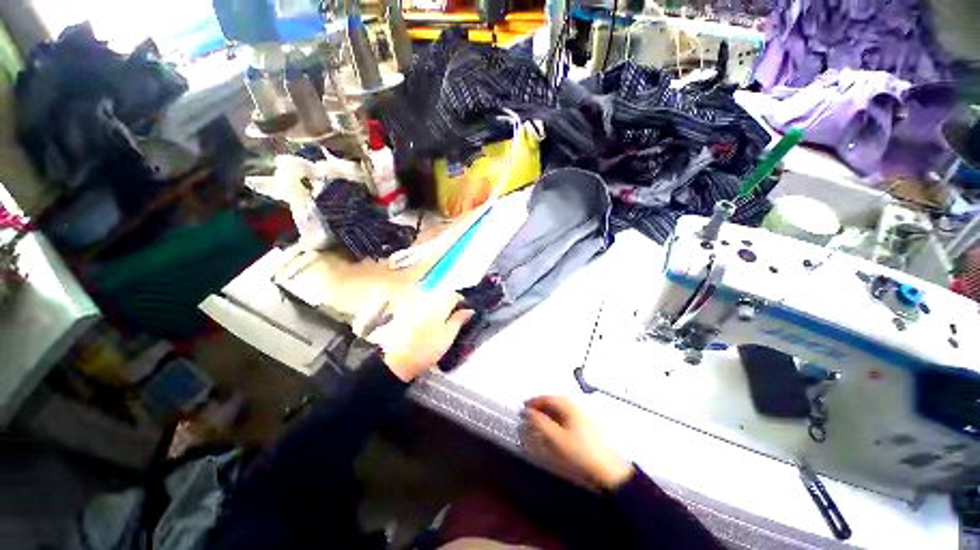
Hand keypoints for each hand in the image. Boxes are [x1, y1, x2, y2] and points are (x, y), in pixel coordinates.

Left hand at [374, 291, 473, 381]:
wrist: (396, 360)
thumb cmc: (426, 349)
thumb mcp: (448, 336)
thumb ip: (459, 320)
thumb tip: (469, 310)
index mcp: (439, 303)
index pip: (455, 295)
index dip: (462, 303)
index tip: (464, 315)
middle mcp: (426, 298)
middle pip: (442, 295)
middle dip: (449, 304)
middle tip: (452, 321)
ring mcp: (413, 303)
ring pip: (430, 300)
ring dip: (437, 307)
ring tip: (439, 324)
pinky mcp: (403, 310)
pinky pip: (419, 305)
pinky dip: (425, 311)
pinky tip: (424, 325)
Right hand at [524, 396, 633, 489]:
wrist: (609, 469)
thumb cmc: (581, 451)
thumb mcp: (557, 438)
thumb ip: (541, 423)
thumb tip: (529, 412)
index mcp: (569, 405)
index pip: (547, 397)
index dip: (534, 402)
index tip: (524, 407)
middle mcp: (577, 404)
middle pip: (555, 401)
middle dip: (541, 406)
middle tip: (530, 414)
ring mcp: (584, 413)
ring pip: (562, 408)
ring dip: (549, 412)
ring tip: (540, 422)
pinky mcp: (589, 422)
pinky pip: (568, 414)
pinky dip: (558, 418)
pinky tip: (555, 428)